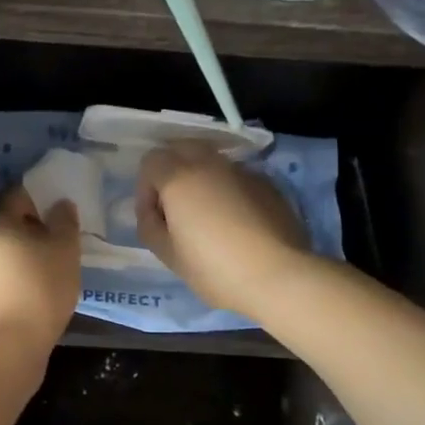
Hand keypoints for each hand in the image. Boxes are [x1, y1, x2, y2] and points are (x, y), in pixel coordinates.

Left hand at [0, 187, 80, 350]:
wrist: (2, 348)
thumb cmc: (38, 289)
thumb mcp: (64, 251)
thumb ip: (64, 222)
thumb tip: (60, 204)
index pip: (19, 194)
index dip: (42, 197)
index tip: (62, 210)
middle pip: (8, 224)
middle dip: (33, 228)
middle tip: (60, 240)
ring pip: (3, 252)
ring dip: (24, 255)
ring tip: (51, 269)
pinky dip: (16, 278)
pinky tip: (35, 292)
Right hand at [135, 142, 312, 317]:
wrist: (278, 276)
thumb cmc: (214, 268)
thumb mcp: (168, 255)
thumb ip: (150, 225)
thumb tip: (154, 211)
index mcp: (179, 177)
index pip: (150, 162)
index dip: (145, 189)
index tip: (154, 218)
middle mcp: (209, 164)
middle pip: (181, 148)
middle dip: (172, 172)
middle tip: (176, 208)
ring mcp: (242, 171)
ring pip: (211, 161)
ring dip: (201, 179)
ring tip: (207, 214)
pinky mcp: (267, 184)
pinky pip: (237, 177)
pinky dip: (228, 189)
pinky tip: (236, 221)